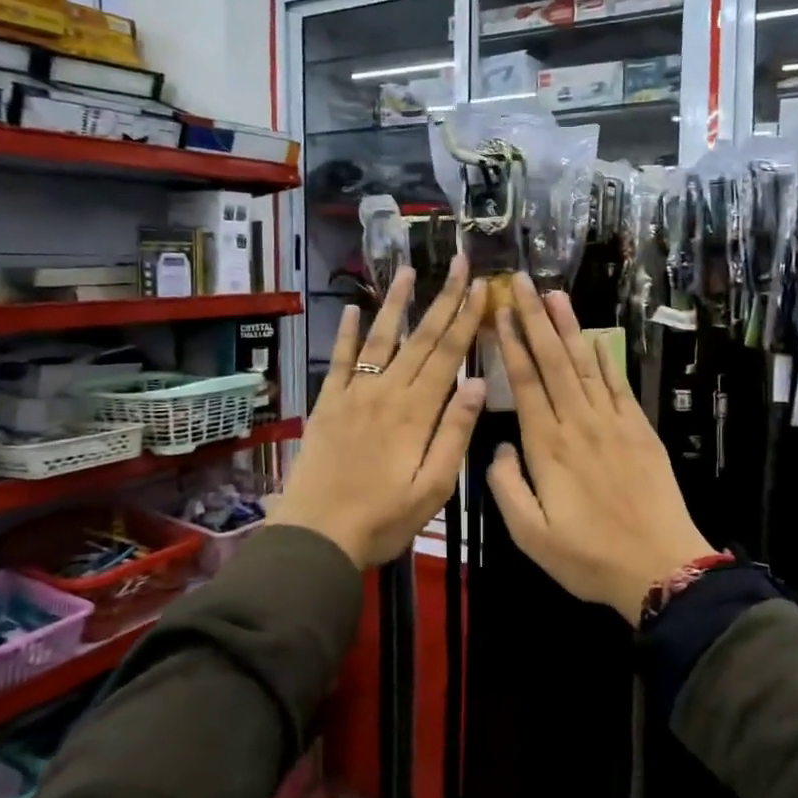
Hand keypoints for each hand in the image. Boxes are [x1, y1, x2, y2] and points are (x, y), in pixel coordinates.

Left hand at [273, 257, 487, 568]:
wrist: (317, 535)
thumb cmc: (383, 518)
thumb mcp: (434, 487)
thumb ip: (455, 433)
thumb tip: (479, 383)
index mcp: (416, 411)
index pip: (448, 354)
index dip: (467, 318)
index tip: (481, 286)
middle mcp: (387, 391)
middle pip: (421, 337)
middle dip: (443, 298)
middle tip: (458, 262)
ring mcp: (354, 393)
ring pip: (381, 338)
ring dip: (396, 303)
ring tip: (408, 270)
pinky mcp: (328, 403)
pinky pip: (340, 360)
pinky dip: (347, 333)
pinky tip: (354, 309)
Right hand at [485, 273, 715, 624]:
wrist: (661, 566)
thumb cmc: (589, 557)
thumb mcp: (530, 536)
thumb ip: (506, 487)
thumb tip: (499, 448)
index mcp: (548, 447)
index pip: (525, 383)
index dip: (512, 343)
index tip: (502, 310)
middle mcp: (579, 424)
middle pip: (553, 362)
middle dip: (535, 318)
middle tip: (522, 281)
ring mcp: (613, 423)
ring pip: (584, 364)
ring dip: (567, 327)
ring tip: (554, 293)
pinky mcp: (639, 430)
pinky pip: (616, 384)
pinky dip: (603, 357)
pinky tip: (592, 337)